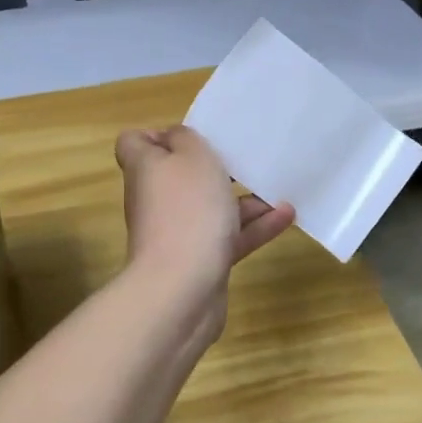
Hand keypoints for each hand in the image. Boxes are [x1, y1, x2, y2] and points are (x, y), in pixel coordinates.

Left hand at [114, 127, 294, 296]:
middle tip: (243, 157)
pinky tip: (286, 215)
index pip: (135, 144)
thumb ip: (186, 138)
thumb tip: (176, 139)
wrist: (182, 288)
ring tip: (277, 186)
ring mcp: (176, 232)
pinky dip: (254, 227)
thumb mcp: (192, 156)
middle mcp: (156, 199)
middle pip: (179, 176)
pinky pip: (227, 237)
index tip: (192, 135)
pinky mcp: (198, 261)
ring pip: (209, 208)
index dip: (157, 134)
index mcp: (146, 168)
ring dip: (243, 198)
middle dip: (213, 167)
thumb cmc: (187, 209)